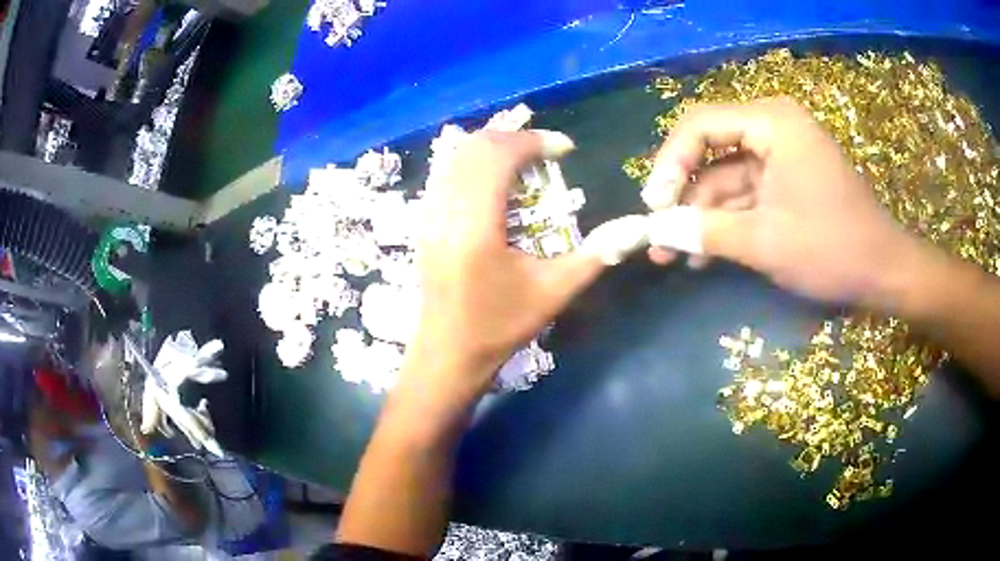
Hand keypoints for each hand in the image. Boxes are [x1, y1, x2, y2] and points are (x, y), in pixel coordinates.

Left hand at [410, 130, 604, 399]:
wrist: (449, 354)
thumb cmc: (500, 327)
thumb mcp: (554, 292)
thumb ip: (596, 255)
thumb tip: (634, 228)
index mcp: (475, 226)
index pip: (498, 157)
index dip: (534, 142)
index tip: (565, 149)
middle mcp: (445, 212)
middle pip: (474, 147)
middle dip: (514, 138)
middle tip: (546, 152)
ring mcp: (428, 216)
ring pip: (455, 157)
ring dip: (492, 147)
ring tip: (525, 161)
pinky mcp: (424, 223)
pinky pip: (445, 174)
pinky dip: (473, 163)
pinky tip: (497, 182)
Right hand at [642, 97, 920, 306]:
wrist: (883, 273)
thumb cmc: (832, 248)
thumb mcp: (765, 241)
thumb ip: (706, 231)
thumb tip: (654, 230)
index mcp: (772, 123)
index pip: (701, 125)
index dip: (669, 162)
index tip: (653, 206)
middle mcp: (773, 129)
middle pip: (710, 152)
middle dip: (683, 197)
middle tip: (657, 235)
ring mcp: (780, 158)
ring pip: (726, 180)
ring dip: (701, 218)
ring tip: (673, 257)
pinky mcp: (786, 183)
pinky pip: (746, 197)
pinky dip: (726, 224)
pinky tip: (704, 255)